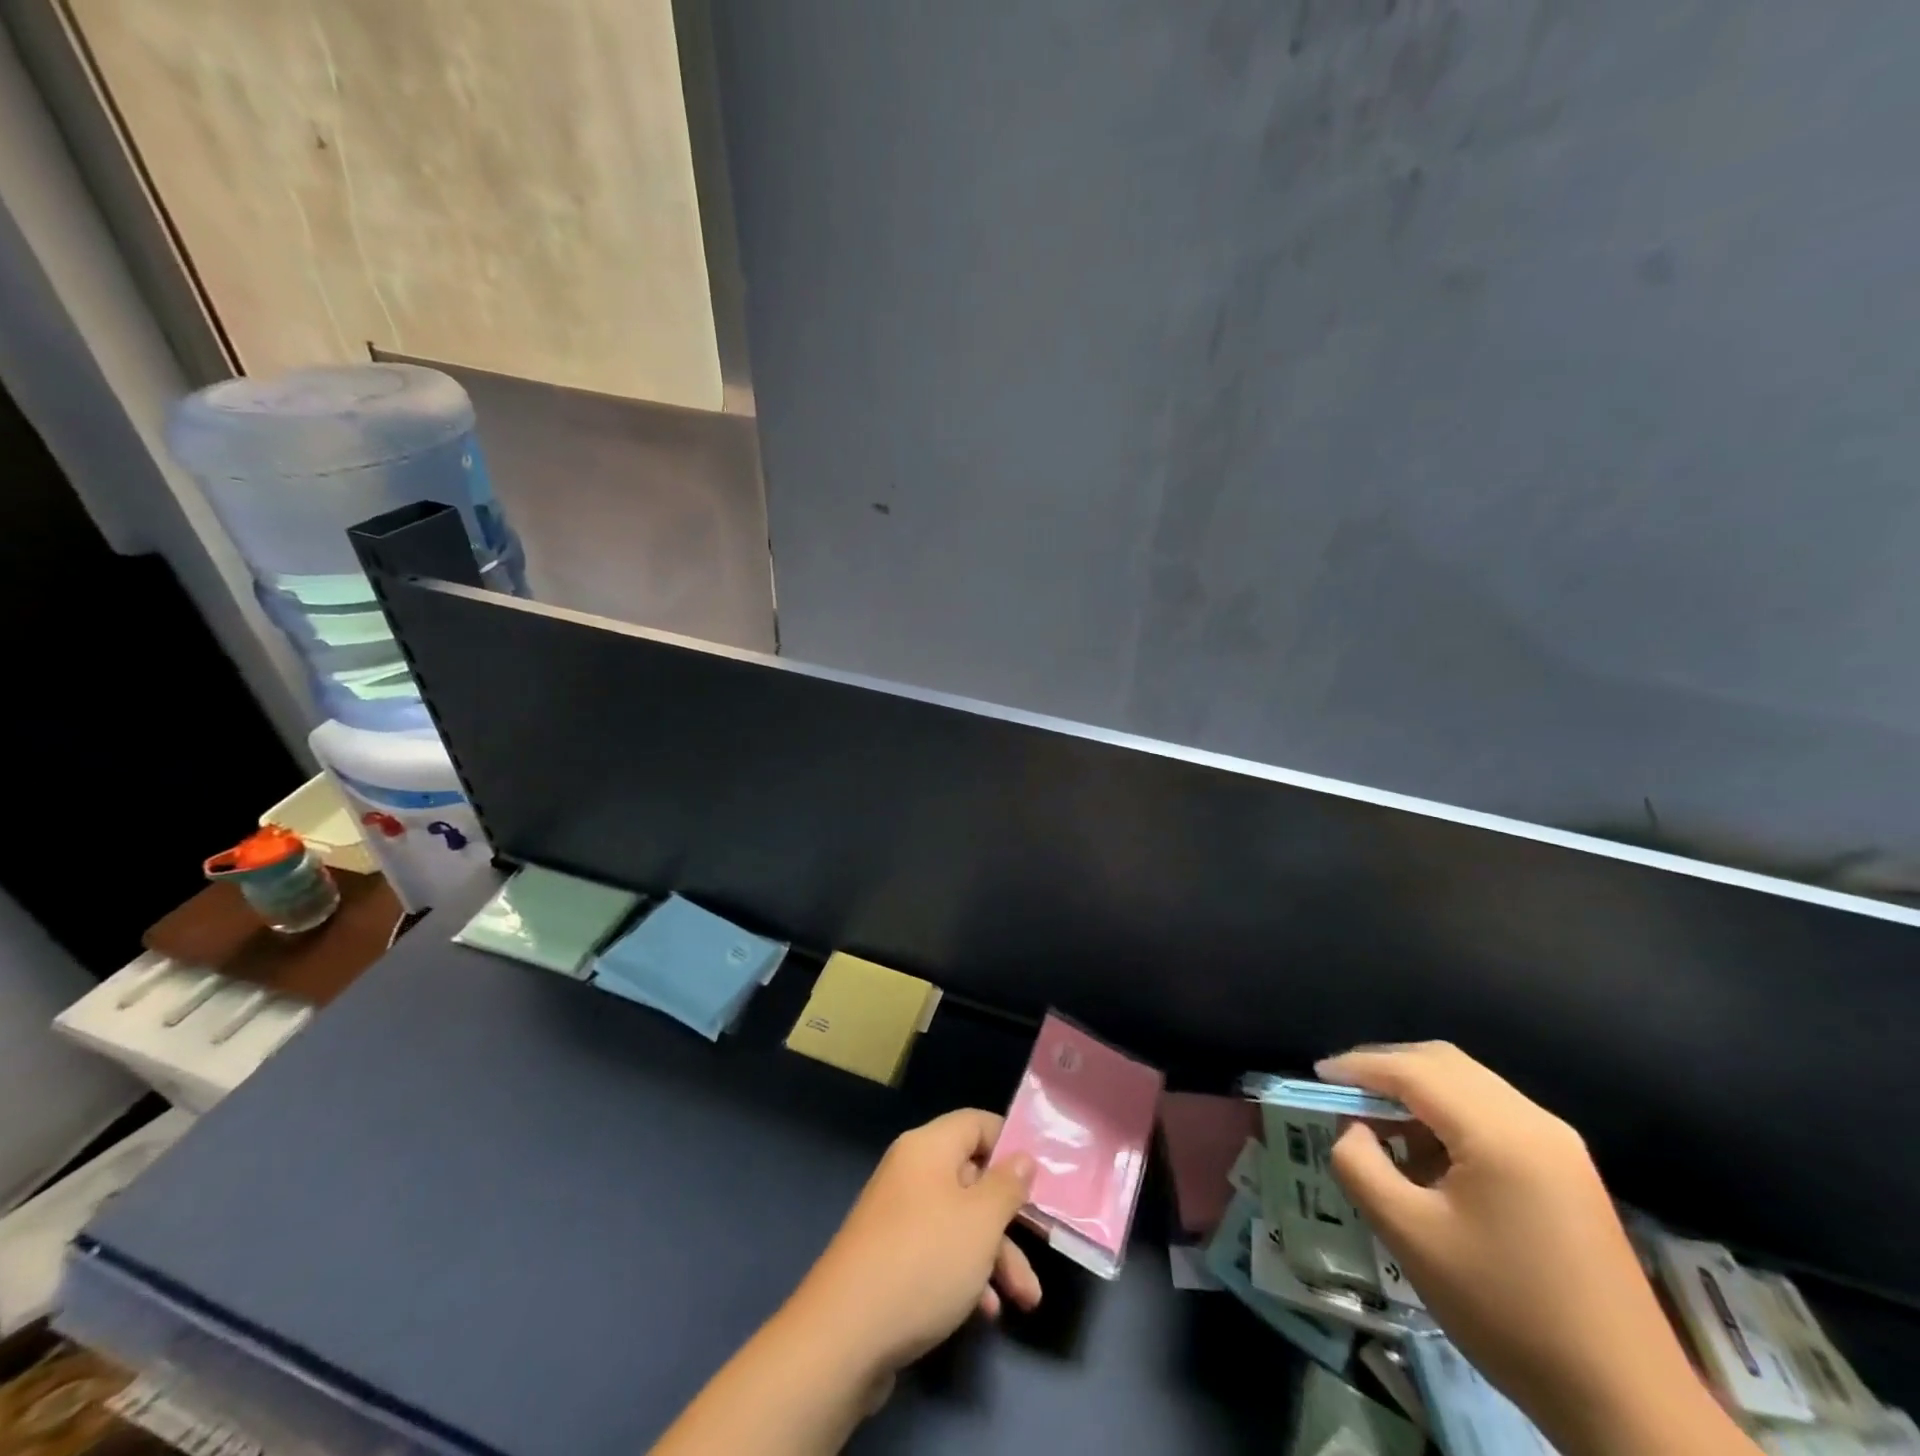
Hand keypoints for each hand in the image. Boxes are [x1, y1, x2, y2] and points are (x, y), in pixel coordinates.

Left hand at [784, 1110, 1041, 1384]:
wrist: (843, 1336)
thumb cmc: (923, 1261)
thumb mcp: (981, 1222)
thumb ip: (1007, 1186)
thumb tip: (1022, 1156)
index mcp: (928, 1148)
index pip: (976, 1123)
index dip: (1009, 1143)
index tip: (1040, 1175)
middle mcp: (911, 1173)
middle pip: (972, 1179)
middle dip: (1009, 1220)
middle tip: (1041, 1251)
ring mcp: (897, 1217)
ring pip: (959, 1223)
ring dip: (995, 1257)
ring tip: (1025, 1301)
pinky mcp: (889, 1259)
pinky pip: (937, 1253)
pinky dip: (964, 1276)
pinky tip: (983, 1313)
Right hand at [1319, 1043, 1755, 1455]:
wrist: (1626, 1403)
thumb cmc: (1506, 1312)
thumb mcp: (1411, 1237)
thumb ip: (1362, 1167)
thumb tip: (1352, 1131)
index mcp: (1499, 1131)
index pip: (1412, 1070)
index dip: (1358, 1065)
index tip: (1317, 1076)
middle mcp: (1533, 1120)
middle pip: (1444, 1063)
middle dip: (1386, 1068)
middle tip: (1343, 1092)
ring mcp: (1559, 1145)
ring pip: (1470, 1084)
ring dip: (1418, 1089)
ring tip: (1378, 1121)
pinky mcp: (1568, 1171)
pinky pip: (1494, 1114)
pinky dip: (1449, 1114)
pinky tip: (1428, 1152)